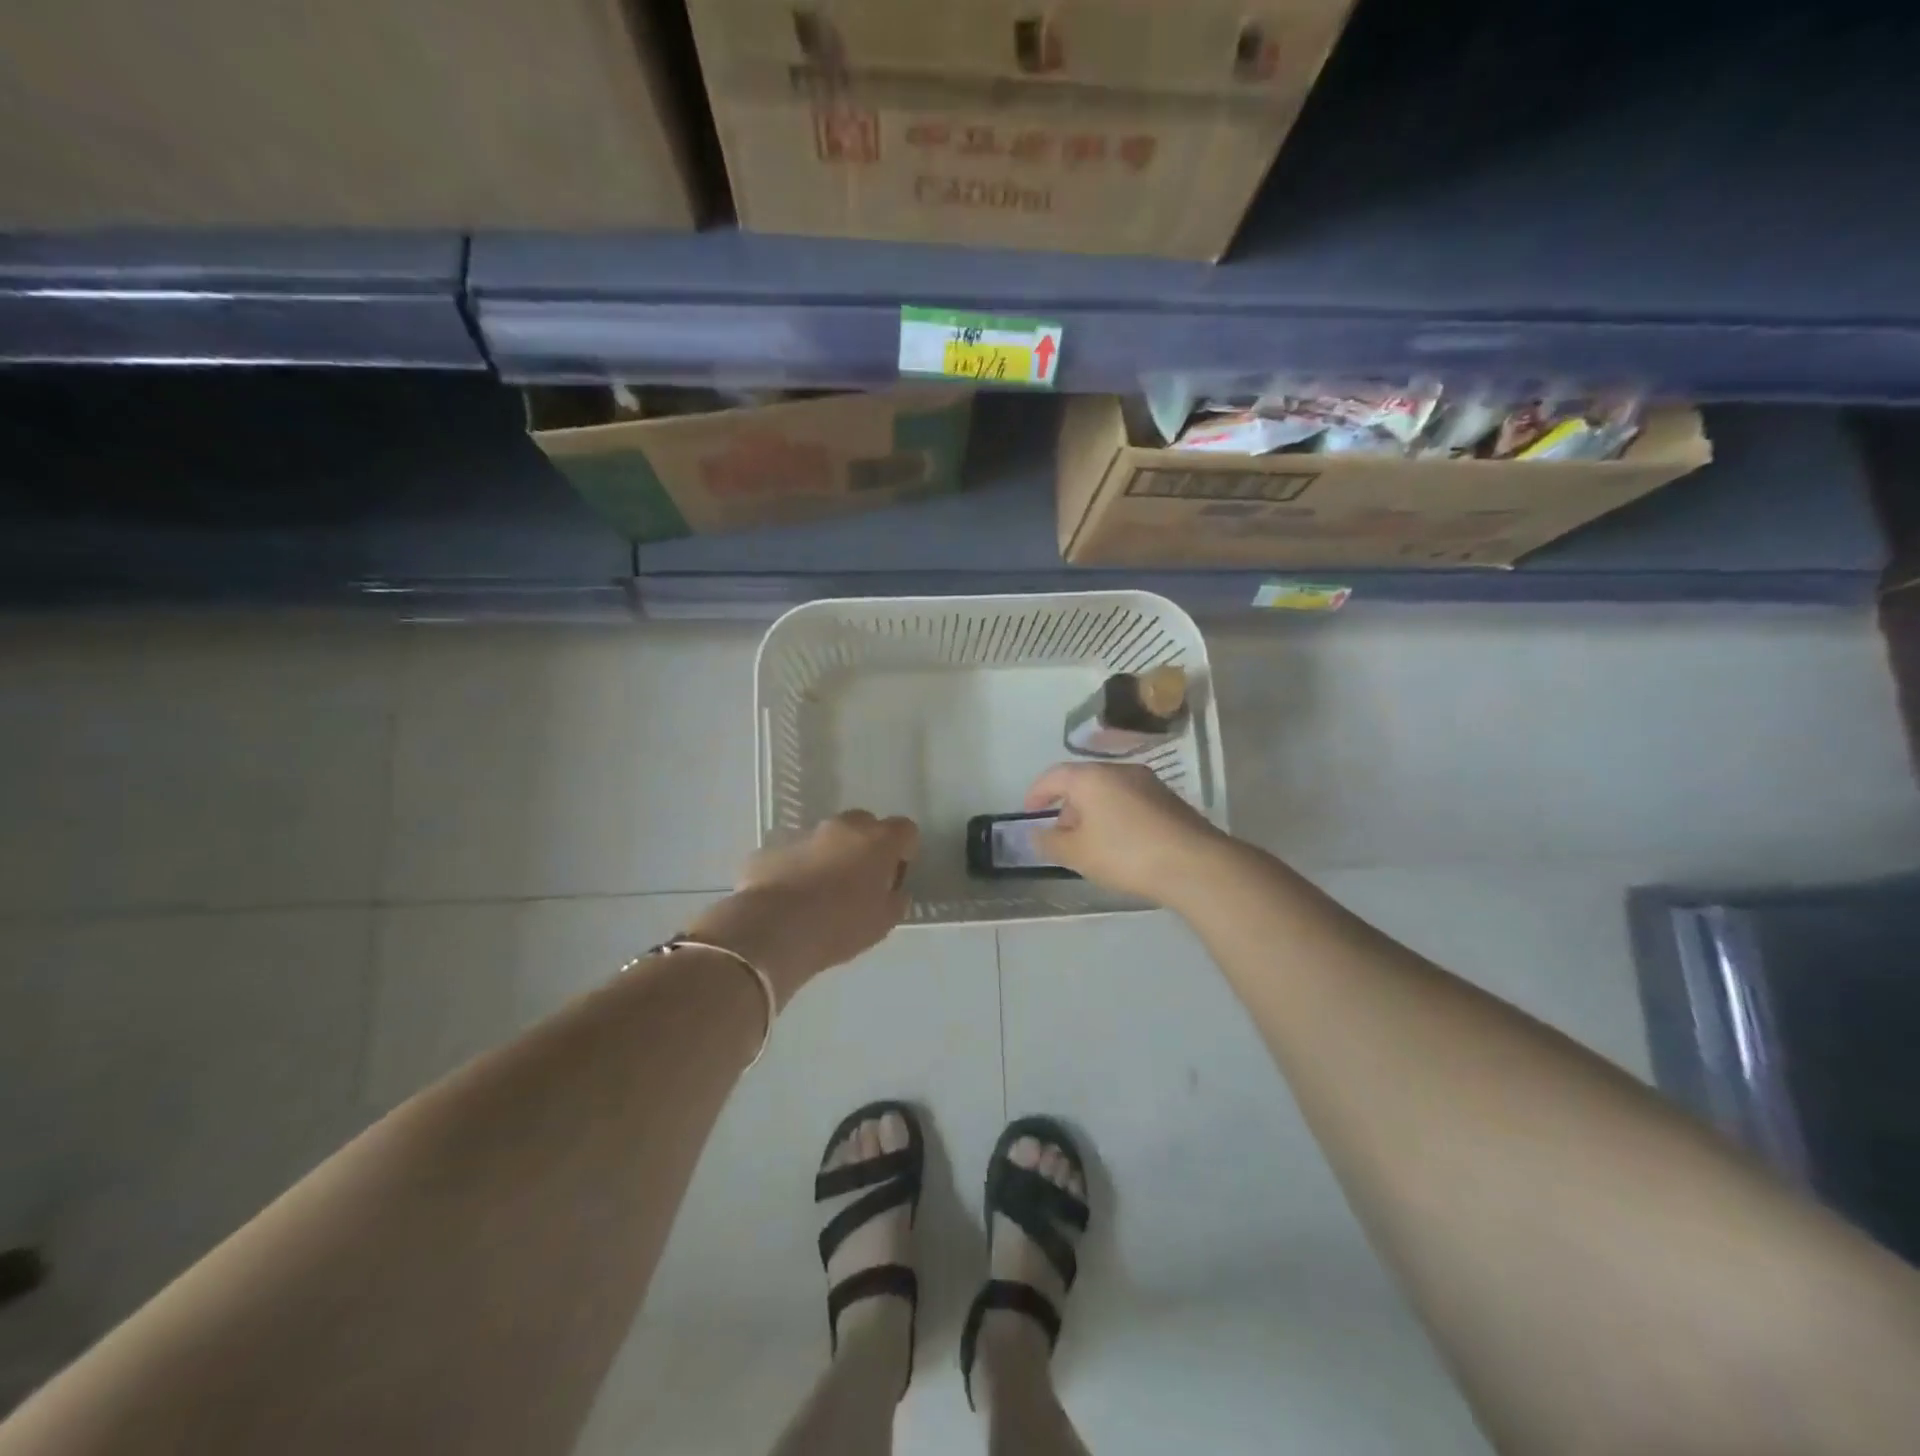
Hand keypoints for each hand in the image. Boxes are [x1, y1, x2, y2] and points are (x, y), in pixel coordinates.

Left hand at [688, 810, 918, 1004]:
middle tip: (860, 879)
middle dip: (866, 845)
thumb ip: (895, 899)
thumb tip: (893, 890)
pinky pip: (793, 852)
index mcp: (877, 841)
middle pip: (864, 824)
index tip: (896, 873)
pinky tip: (790, 897)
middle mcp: (842, 827)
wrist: (772, 931)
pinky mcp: (771, 846)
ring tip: (820, 891)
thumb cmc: (838, 927)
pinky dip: (797, 867)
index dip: (904, 849)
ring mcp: (803, 833)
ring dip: (830, 855)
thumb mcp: (883, 923)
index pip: (905, 829)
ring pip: (826, 837)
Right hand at [1023, 762, 1228, 904]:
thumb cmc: (1125, 854)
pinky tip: (1121, 846)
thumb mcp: (1077, 854)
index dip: (1036, 793)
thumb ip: (1050, 842)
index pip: (1054, 776)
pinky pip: (1130, 802)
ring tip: (1090, 845)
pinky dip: (1116, 817)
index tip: (1029, 813)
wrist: (1194, 864)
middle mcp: (1120, 770)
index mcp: (1091, 777)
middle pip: (1083, 782)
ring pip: (1109, 792)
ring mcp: (1149, 783)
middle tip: (1060, 835)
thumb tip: (1036, 834)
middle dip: (1067, 807)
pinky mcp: (1170, 800)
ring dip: (1093, 813)